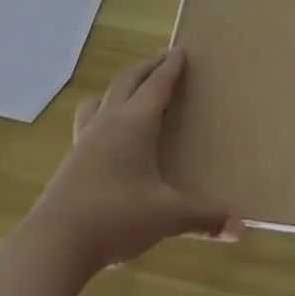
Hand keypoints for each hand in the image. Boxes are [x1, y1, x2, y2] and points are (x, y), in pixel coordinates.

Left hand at [36, 49, 239, 271]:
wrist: (54, 244)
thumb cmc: (117, 216)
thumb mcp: (168, 216)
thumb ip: (204, 218)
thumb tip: (240, 229)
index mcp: (135, 123)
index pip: (157, 85)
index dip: (170, 67)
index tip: (179, 51)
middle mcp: (108, 123)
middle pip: (126, 83)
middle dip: (145, 69)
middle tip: (160, 60)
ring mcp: (83, 142)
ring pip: (99, 102)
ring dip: (115, 91)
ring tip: (126, 94)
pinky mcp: (68, 164)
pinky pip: (86, 127)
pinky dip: (100, 120)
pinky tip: (105, 140)